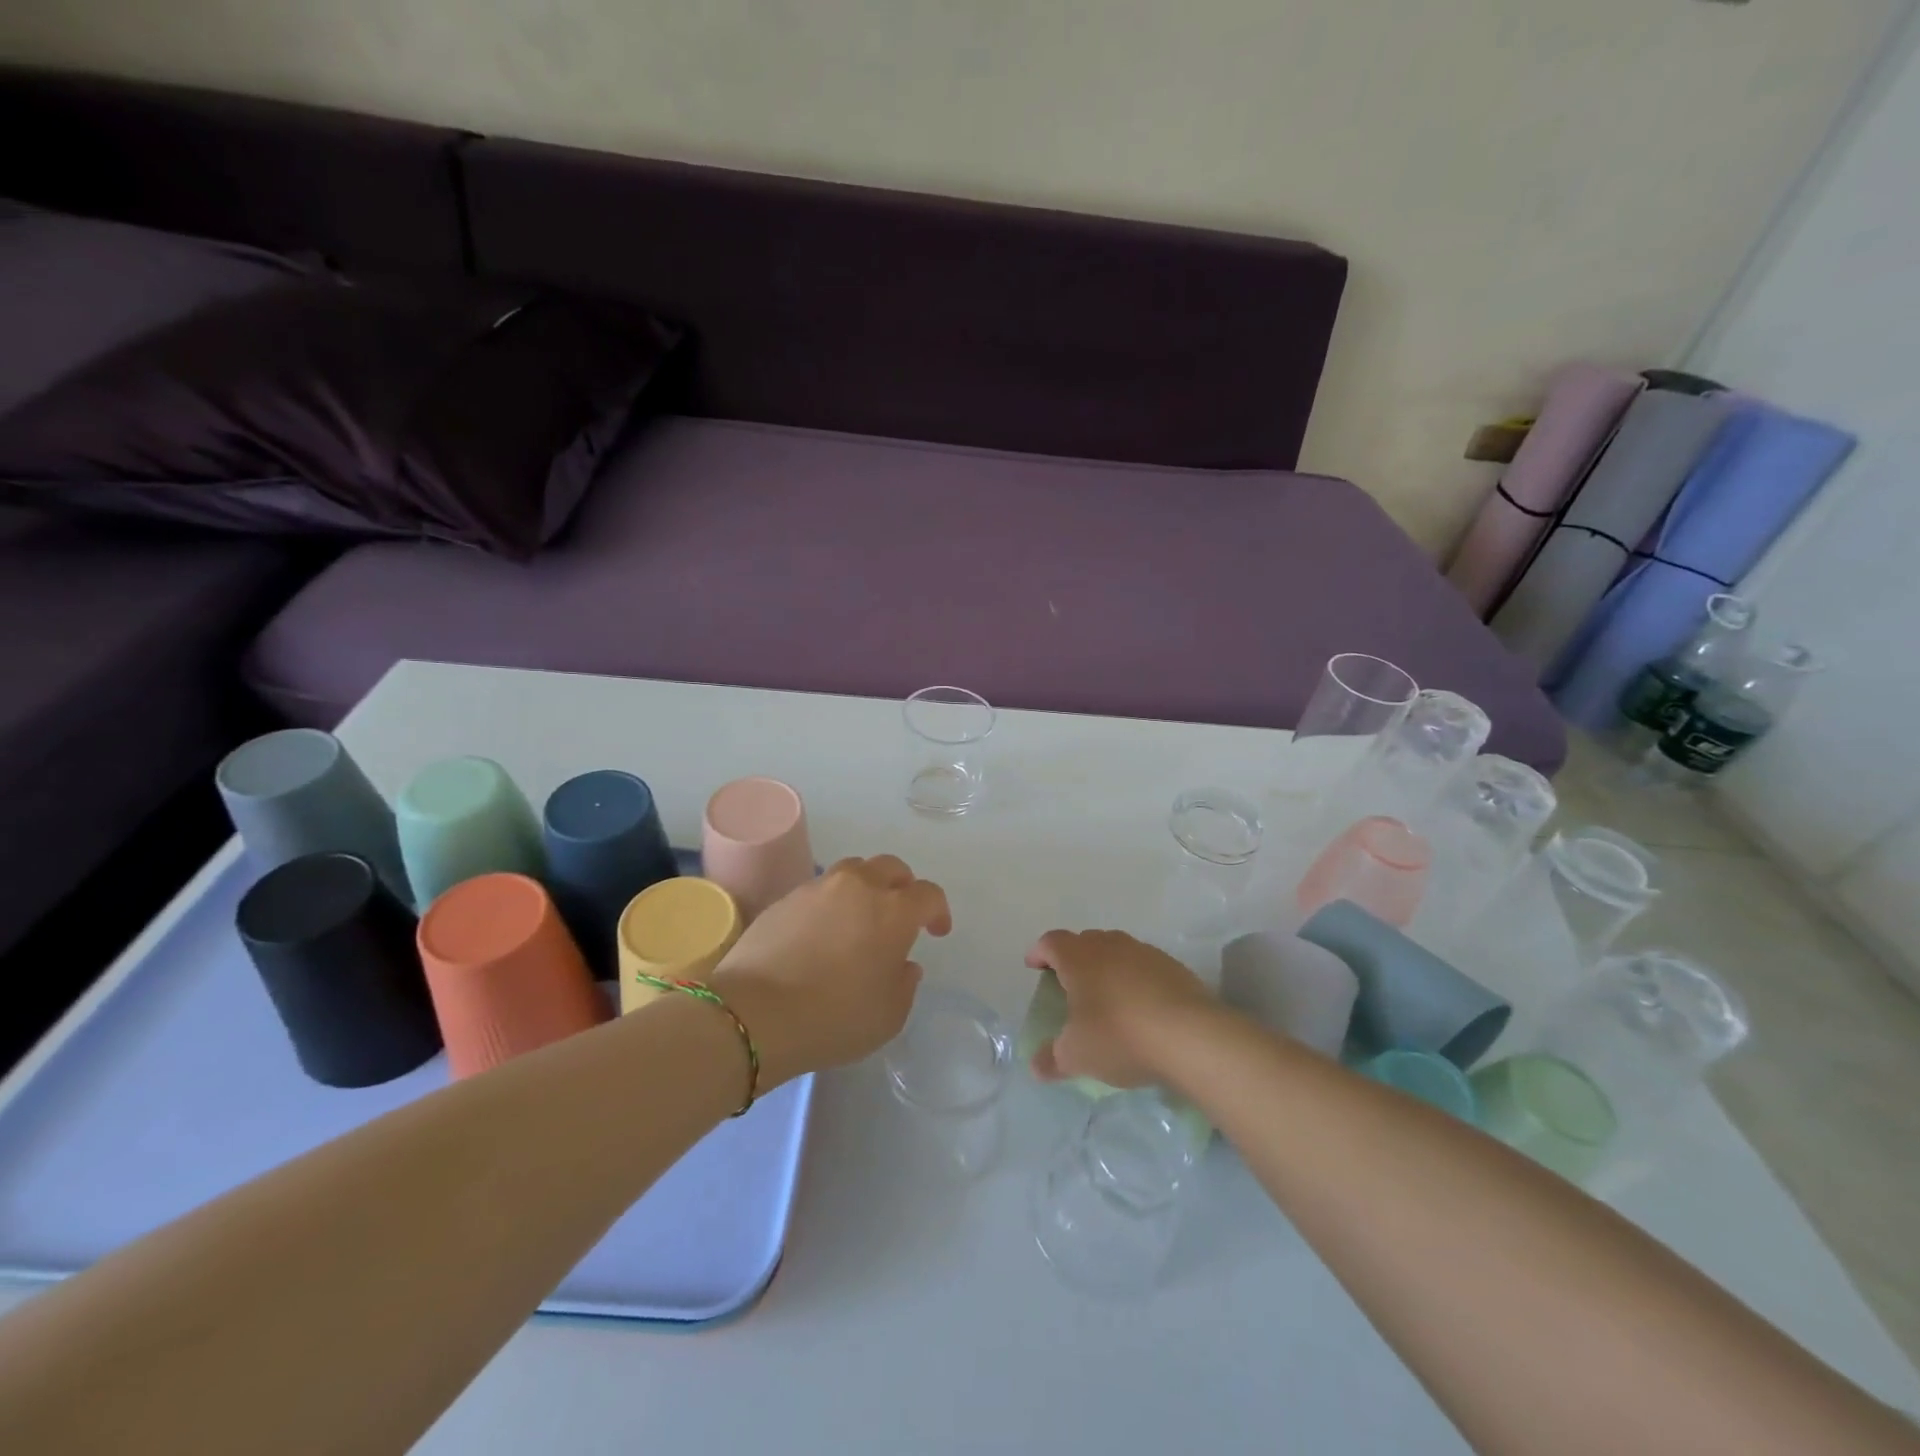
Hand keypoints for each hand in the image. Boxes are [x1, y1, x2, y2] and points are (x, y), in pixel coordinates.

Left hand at [712, 854, 950, 1086]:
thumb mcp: (888, 1016)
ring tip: (860, 917)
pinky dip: (831, 902)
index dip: (938, 911)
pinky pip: (819, 890)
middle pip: (891, 867)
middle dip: (903, 886)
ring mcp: (818, 888)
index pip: (928, 894)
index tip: (936, 932)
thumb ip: (905, 984)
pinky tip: (822, 932)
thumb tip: (903, 964)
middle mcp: (859, 886)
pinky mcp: (785, 898)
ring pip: (853, 871)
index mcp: (894, 910)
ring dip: (866, 887)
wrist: (754, 1014)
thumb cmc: (834, 1017)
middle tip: (901, 913)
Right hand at [1025, 929, 1218, 1088]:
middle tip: (1069, 985)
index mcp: (1079, 957)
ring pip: (1116, 951)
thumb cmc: (1119, 1036)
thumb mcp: (1076, 1056)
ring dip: (1106, 967)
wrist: (1190, 1036)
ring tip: (1106, 997)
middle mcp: (1109, 945)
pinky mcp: (1173, 967)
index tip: (1034, 967)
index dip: (1039, 952)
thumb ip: (1052, 1059)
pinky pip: (1144, 966)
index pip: (1051, 942)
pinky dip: (1135, 980)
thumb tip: (1036, 1066)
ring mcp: (1144, 952)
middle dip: (1073, 959)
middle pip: (1084, 941)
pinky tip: (1141, 1008)